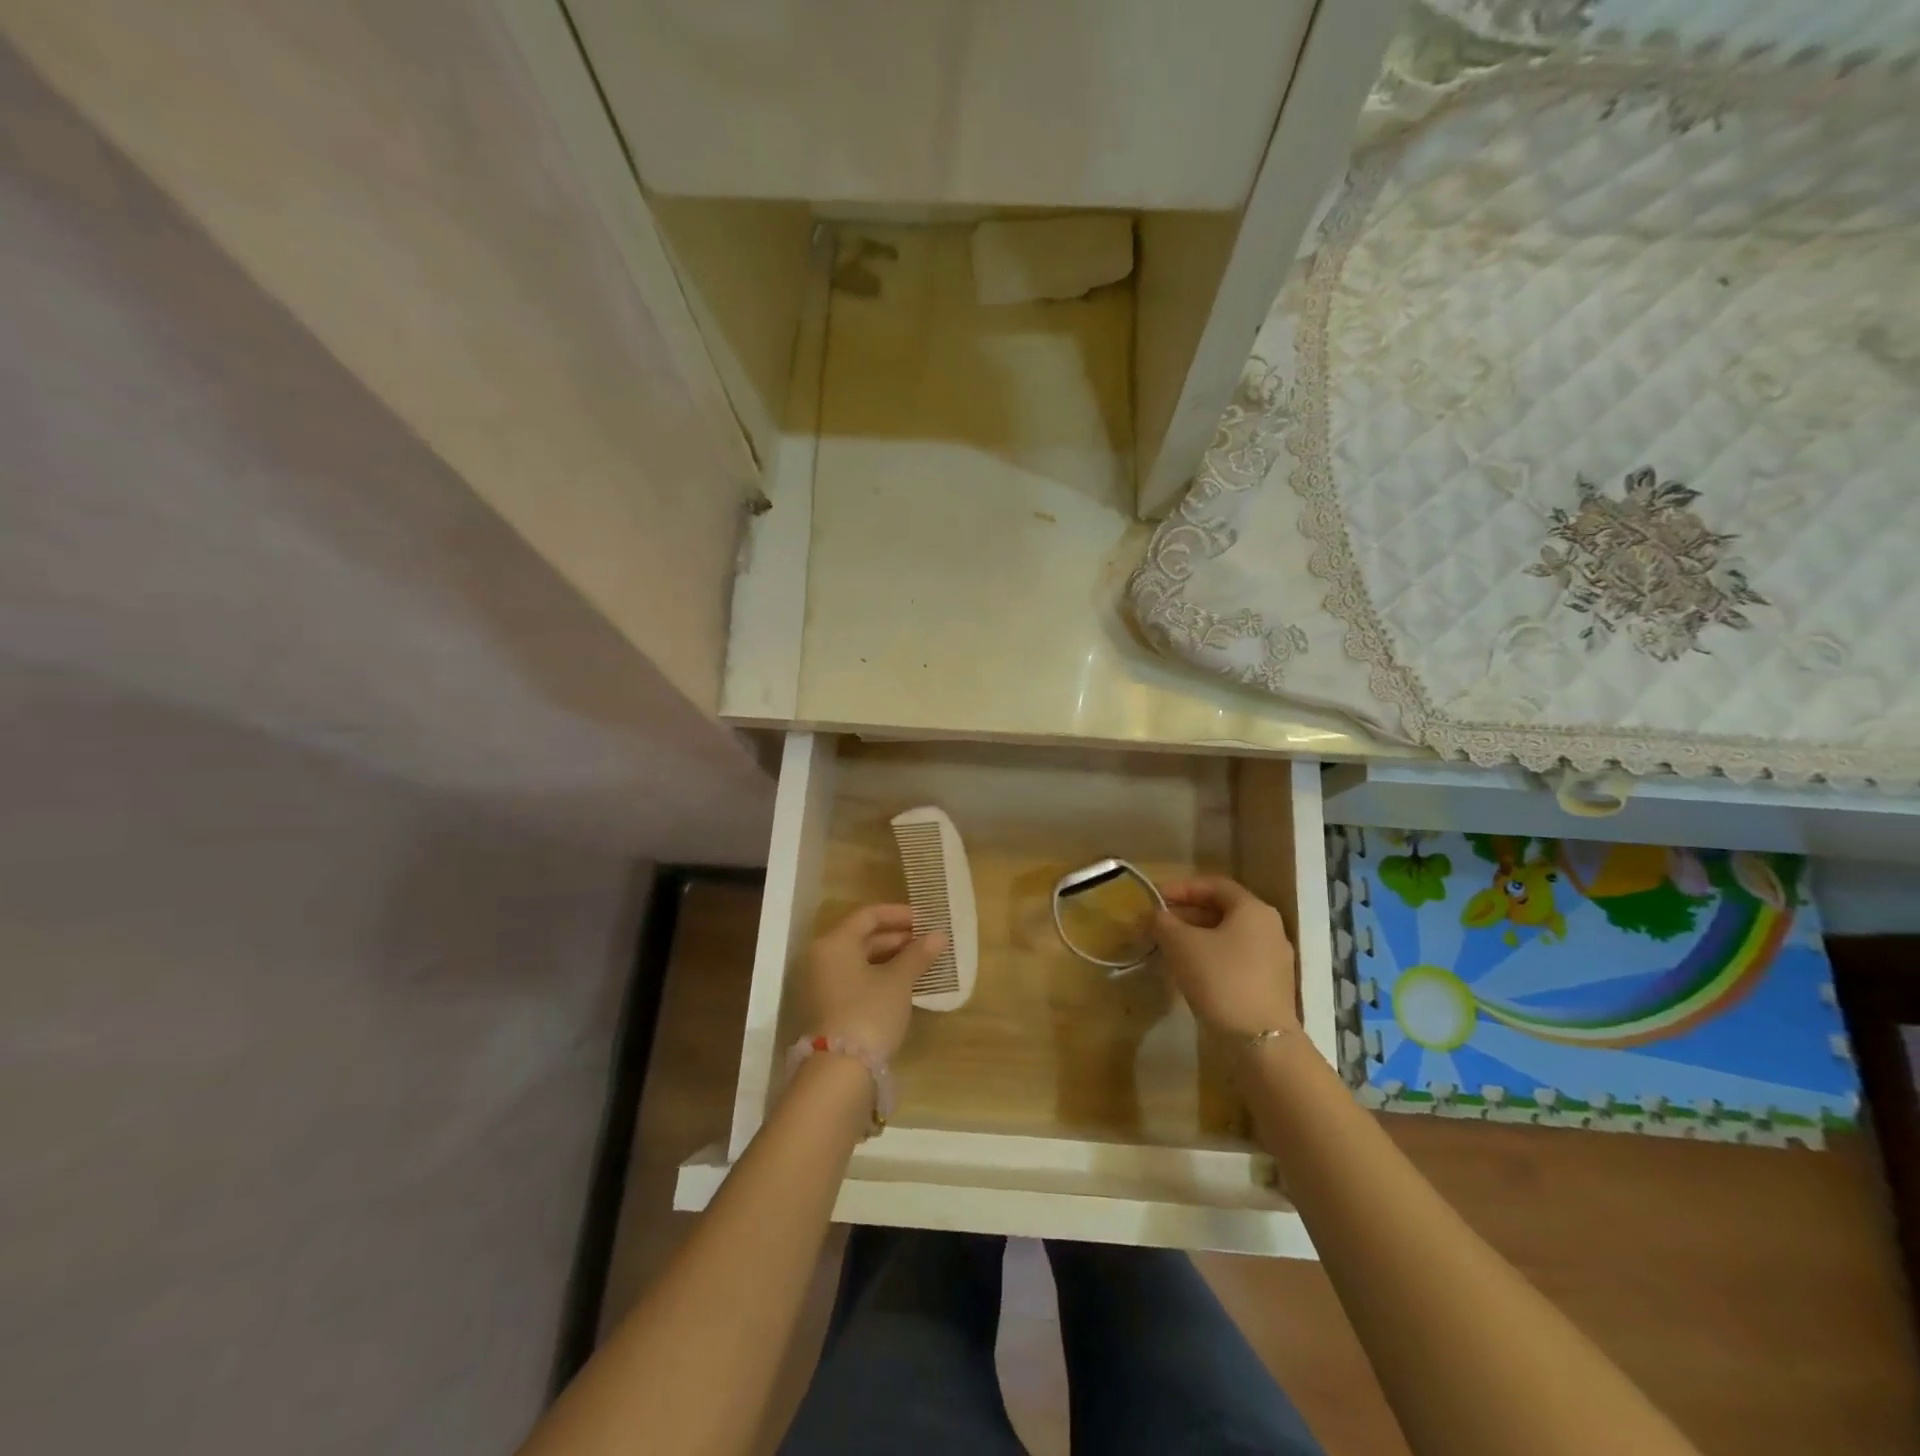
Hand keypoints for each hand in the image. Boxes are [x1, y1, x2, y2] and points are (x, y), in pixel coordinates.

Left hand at [804, 904, 949, 1060]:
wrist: (839, 1072)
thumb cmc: (869, 1013)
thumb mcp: (898, 982)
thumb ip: (918, 955)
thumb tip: (939, 935)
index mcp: (834, 942)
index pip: (868, 915)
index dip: (899, 914)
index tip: (926, 920)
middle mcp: (821, 958)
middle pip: (862, 937)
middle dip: (897, 938)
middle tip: (928, 942)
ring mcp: (821, 985)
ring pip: (859, 960)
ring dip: (890, 958)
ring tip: (921, 962)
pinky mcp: (826, 1008)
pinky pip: (855, 980)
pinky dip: (878, 976)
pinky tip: (903, 984)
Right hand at [1153, 876, 1298, 1038]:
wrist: (1260, 1042)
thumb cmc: (1220, 980)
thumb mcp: (1181, 945)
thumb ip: (1163, 922)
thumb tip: (1153, 914)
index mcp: (1253, 910)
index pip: (1214, 885)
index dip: (1181, 888)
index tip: (1155, 898)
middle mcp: (1269, 928)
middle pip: (1222, 910)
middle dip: (1186, 914)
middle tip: (1157, 924)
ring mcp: (1274, 958)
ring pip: (1228, 936)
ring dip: (1196, 936)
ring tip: (1168, 947)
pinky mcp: (1271, 985)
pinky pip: (1236, 958)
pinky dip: (1211, 956)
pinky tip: (1190, 970)